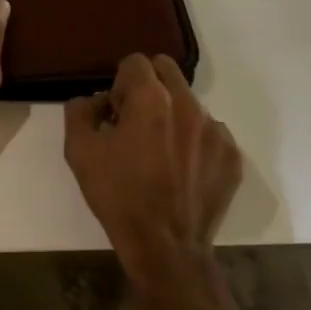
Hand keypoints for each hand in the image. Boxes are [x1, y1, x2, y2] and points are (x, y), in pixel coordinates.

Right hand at [64, 54, 241, 273]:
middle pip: (166, 70)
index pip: (136, 62)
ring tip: (160, 152)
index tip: (116, 112)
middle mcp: (188, 104)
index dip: (120, 84)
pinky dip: (194, 141)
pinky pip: (210, 132)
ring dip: (172, 114)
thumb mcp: (79, 151)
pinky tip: (181, 170)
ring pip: (189, 102)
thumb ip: (79, 111)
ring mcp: (216, 130)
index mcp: (151, 98)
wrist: (165, 247)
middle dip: (148, 87)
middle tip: (135, 122)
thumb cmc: (118, 196)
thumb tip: (95, 101)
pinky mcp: (232, 155)